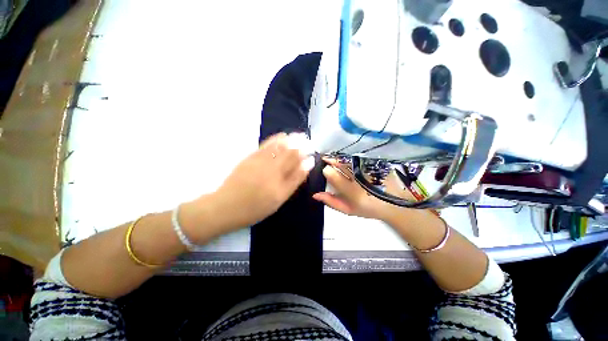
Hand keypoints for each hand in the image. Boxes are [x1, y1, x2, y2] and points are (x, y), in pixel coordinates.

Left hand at [193, 133, 314, 234]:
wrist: (226, 206)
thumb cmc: (255, 207)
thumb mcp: (278, 199)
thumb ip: (293, 181)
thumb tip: (306, 165)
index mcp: (280, 180)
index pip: (296, 163)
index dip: (305, 156)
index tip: (311, 152)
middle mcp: (271, 167)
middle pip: (288, 153)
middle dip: (299, 145)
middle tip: (306, 140)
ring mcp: (260, 160)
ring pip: (278, 146)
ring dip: (290, 140)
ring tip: (298, 135)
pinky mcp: (250, 157)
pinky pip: (266, 145)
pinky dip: (276, 139)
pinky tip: (282, 136)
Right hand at [312, 157, 409, 221]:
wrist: (393, 204)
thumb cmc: (367, 209)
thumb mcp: (347, 210)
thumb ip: (331, 202)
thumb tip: (315, 194)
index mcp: (351, 192)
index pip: (332, 174)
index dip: (326, 170)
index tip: (325, 170)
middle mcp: (359, 179)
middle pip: (340, 163)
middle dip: (331, 160)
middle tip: (325, 158)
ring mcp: (368, 170)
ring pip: (349, 159)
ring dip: (339, 158)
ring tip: (334, 158)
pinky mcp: (376, 164)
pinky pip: (359, 158)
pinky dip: (350, 158)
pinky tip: (347, 159)